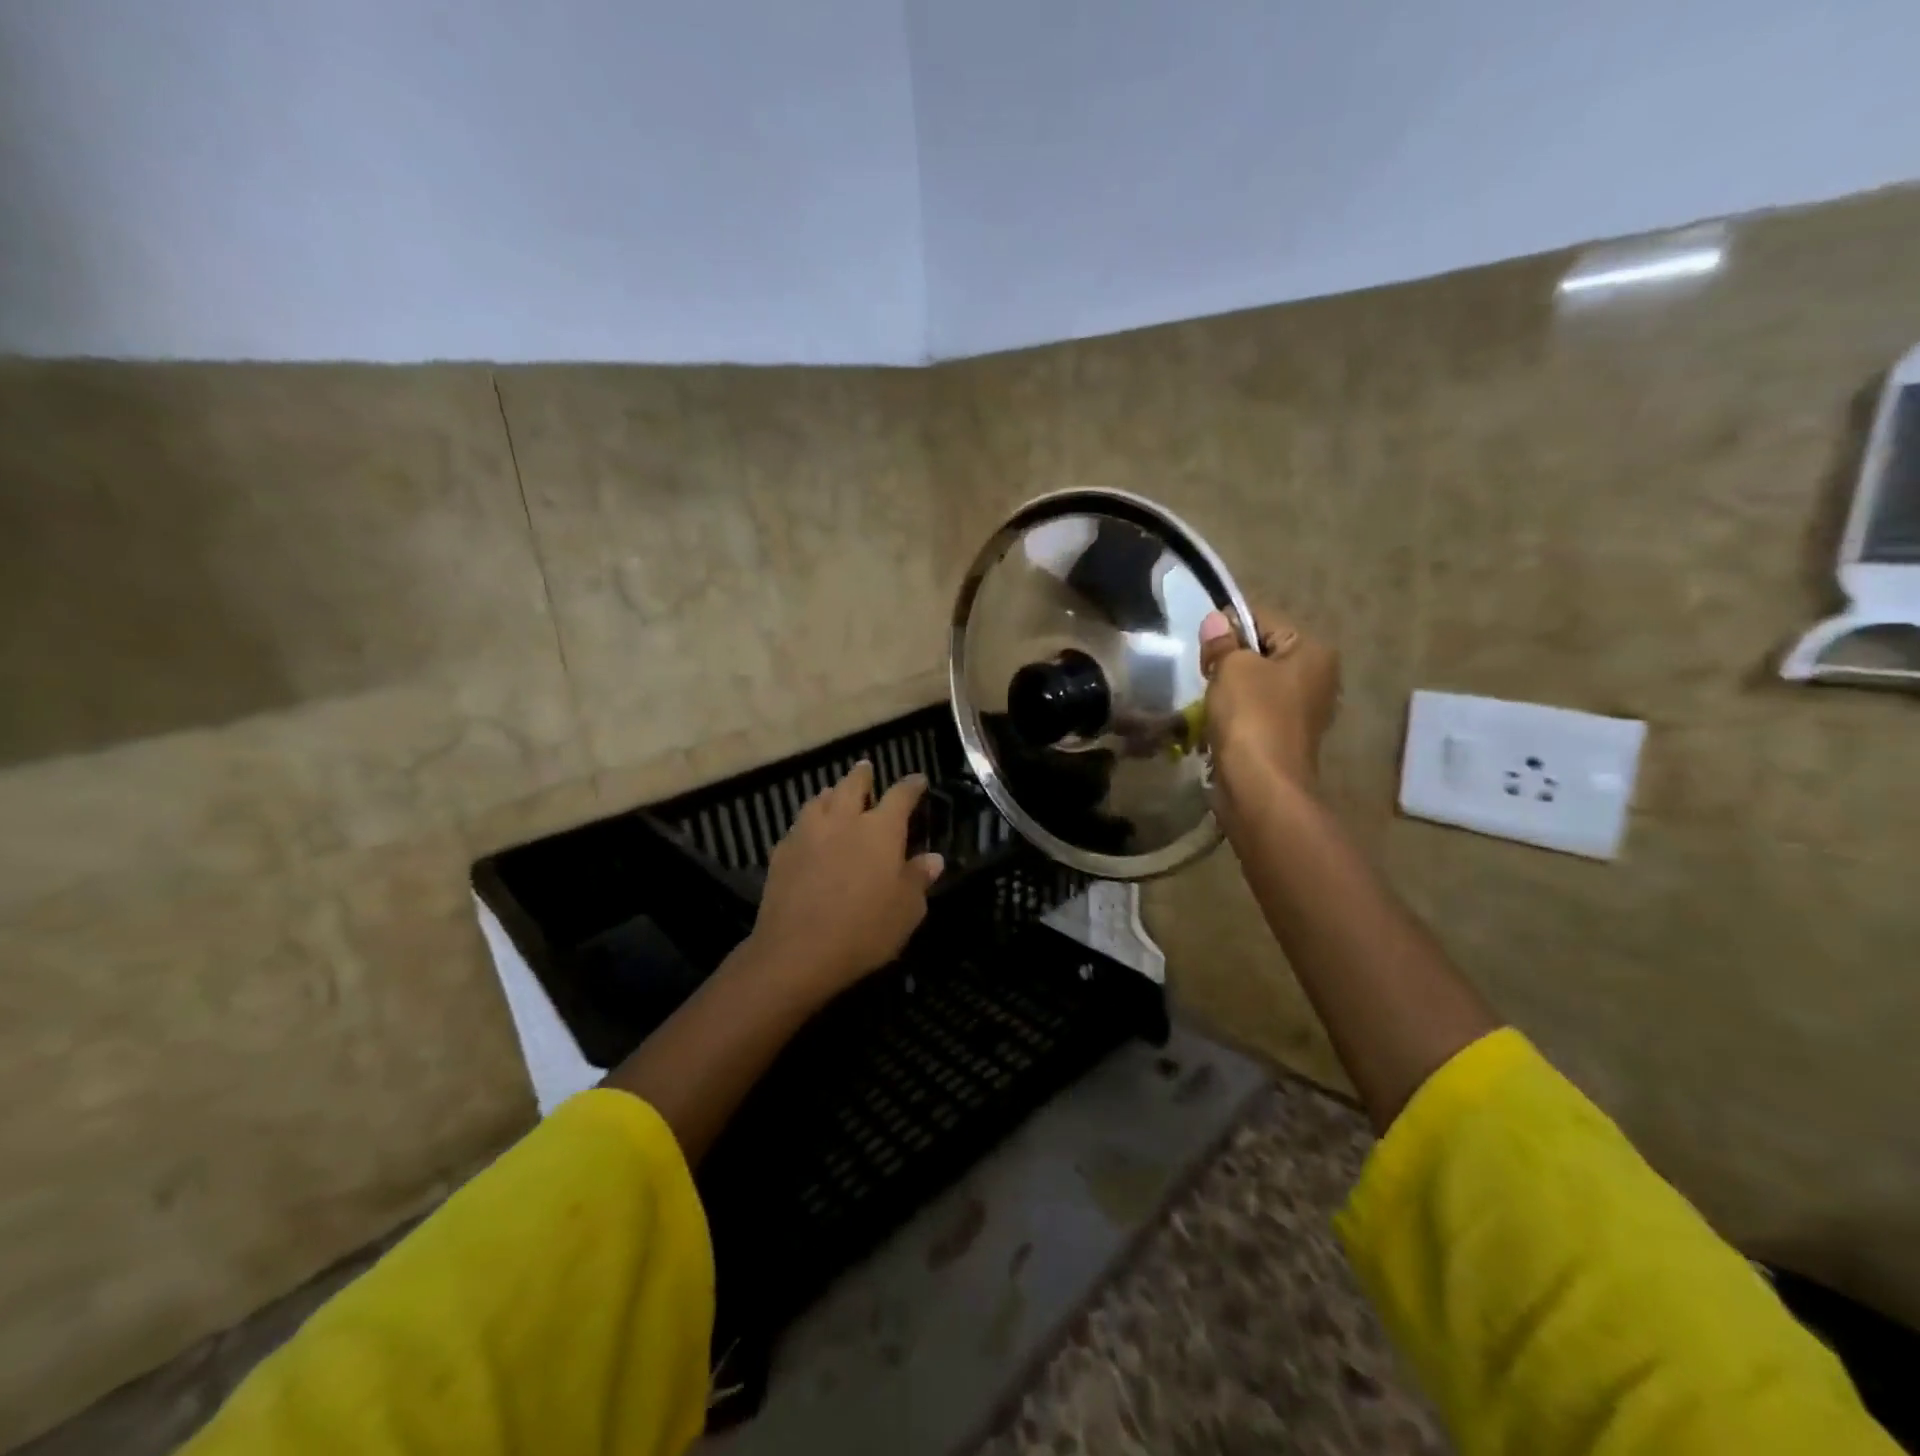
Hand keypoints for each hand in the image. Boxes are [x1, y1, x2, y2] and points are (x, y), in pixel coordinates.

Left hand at [747, 761, 944, 1002]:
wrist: (797, 952)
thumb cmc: (864, 930)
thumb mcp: (907, 911)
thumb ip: (918, 879)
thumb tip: (933, 858)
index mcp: (881, 830)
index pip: (900, 795)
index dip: (911, 785)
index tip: (918, 780)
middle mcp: (844, 820)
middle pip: (852, 785)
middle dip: (862, 775)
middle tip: (866, 769)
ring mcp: (808, 833)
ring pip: (820, 799)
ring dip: (831, 793)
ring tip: (834, 794)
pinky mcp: (782, 852)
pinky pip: (798, 826)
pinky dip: (808, 822)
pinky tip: (809, 833)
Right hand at [1199, 607, 1340, 791]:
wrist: (1261, 787)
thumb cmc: (1252, 717)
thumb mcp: (1232, 668)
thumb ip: (1222, 642)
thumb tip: (1215, 620)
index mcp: (1313, 652)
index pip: (1264, 620)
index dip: (1229, 629)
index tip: (1205, 649)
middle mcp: (1317, 678)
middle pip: (1261, 654)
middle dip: (1229, 663)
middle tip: (1206, 677)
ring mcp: (1303, 712)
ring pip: (1255, 686)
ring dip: (1228, 692)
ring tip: (1209, 704)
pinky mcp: (1285, 739)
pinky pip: (1254, 714)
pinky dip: (1234, 717)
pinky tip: (1217, 726)